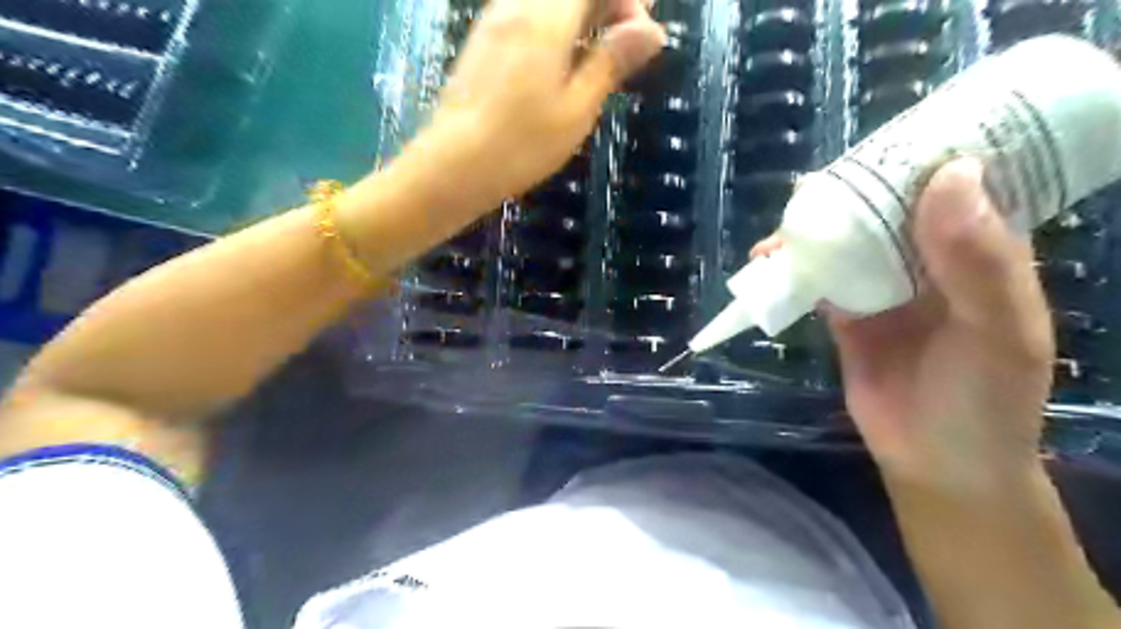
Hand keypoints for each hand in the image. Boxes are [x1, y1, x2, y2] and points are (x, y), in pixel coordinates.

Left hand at [404, 0, 663, 211]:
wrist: (454, 165)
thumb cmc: (522, 144)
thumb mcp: (576, 109)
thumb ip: (611, 62)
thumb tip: (652, 30)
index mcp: (546, 17)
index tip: (643, 31)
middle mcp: (517, 4)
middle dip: (606, 2)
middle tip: (627, 41)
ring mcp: (495, 19)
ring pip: (548, 0)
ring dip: (581, 12)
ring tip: (599, 52)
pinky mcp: (483, 39)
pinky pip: (527, 11)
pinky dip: (556, 23)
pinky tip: (563, 60)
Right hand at [757, 160, 1056, 494]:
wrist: (934, 462)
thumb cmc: (984, 400)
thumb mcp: (1000, 331)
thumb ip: (978, 260)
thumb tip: (947, 174)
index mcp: (980, 250)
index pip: (956, 184)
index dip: (925, 155)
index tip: (886, 137)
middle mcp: (928, 260)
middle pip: (887, 209)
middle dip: (852, 192)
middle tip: (817, 185)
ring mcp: (882, 286)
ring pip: (846, 241)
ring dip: (814, 230)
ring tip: (785, 226)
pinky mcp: (844, 312)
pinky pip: (817, 279)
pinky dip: (792, 268)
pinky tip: (769, 262)